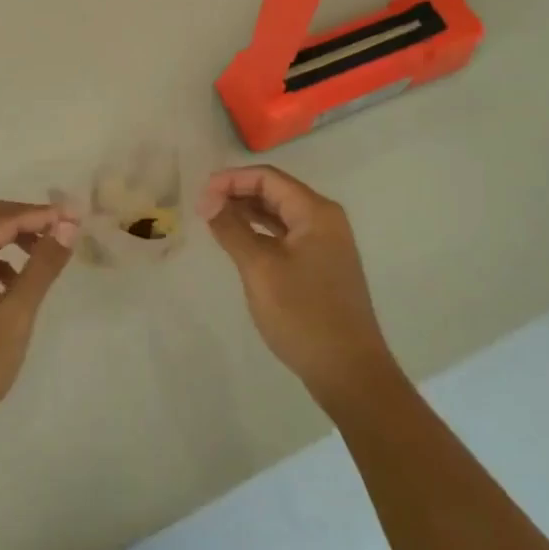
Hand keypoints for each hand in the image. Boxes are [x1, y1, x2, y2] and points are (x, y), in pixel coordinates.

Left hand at [0, 200, 76, 445]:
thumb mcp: (16, 314)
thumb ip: (42, 265)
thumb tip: (68, 226)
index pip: (1, 220)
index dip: (40, 214)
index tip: (76, 216)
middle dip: (26, 218)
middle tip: (64, 226)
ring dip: (14, 237)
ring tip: (47, 250)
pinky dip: (2, 261)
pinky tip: (19, 281)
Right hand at [199, 165, 401, 412]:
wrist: (349, 371)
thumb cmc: (303, 314)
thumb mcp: (260, 268)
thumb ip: (232, 229)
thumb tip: (207, 199)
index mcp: (316, 212)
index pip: (268, 178)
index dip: (231, 180)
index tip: (200, 196)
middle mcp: (325, 220)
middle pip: (276, 192)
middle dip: (238, 194)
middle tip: (203, 208)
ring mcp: (326, 245)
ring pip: (280, 216)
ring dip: (247, 213)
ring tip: (214, 221)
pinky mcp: (322, 267)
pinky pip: (286, 237)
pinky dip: (261, 234)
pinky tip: (240, 243)